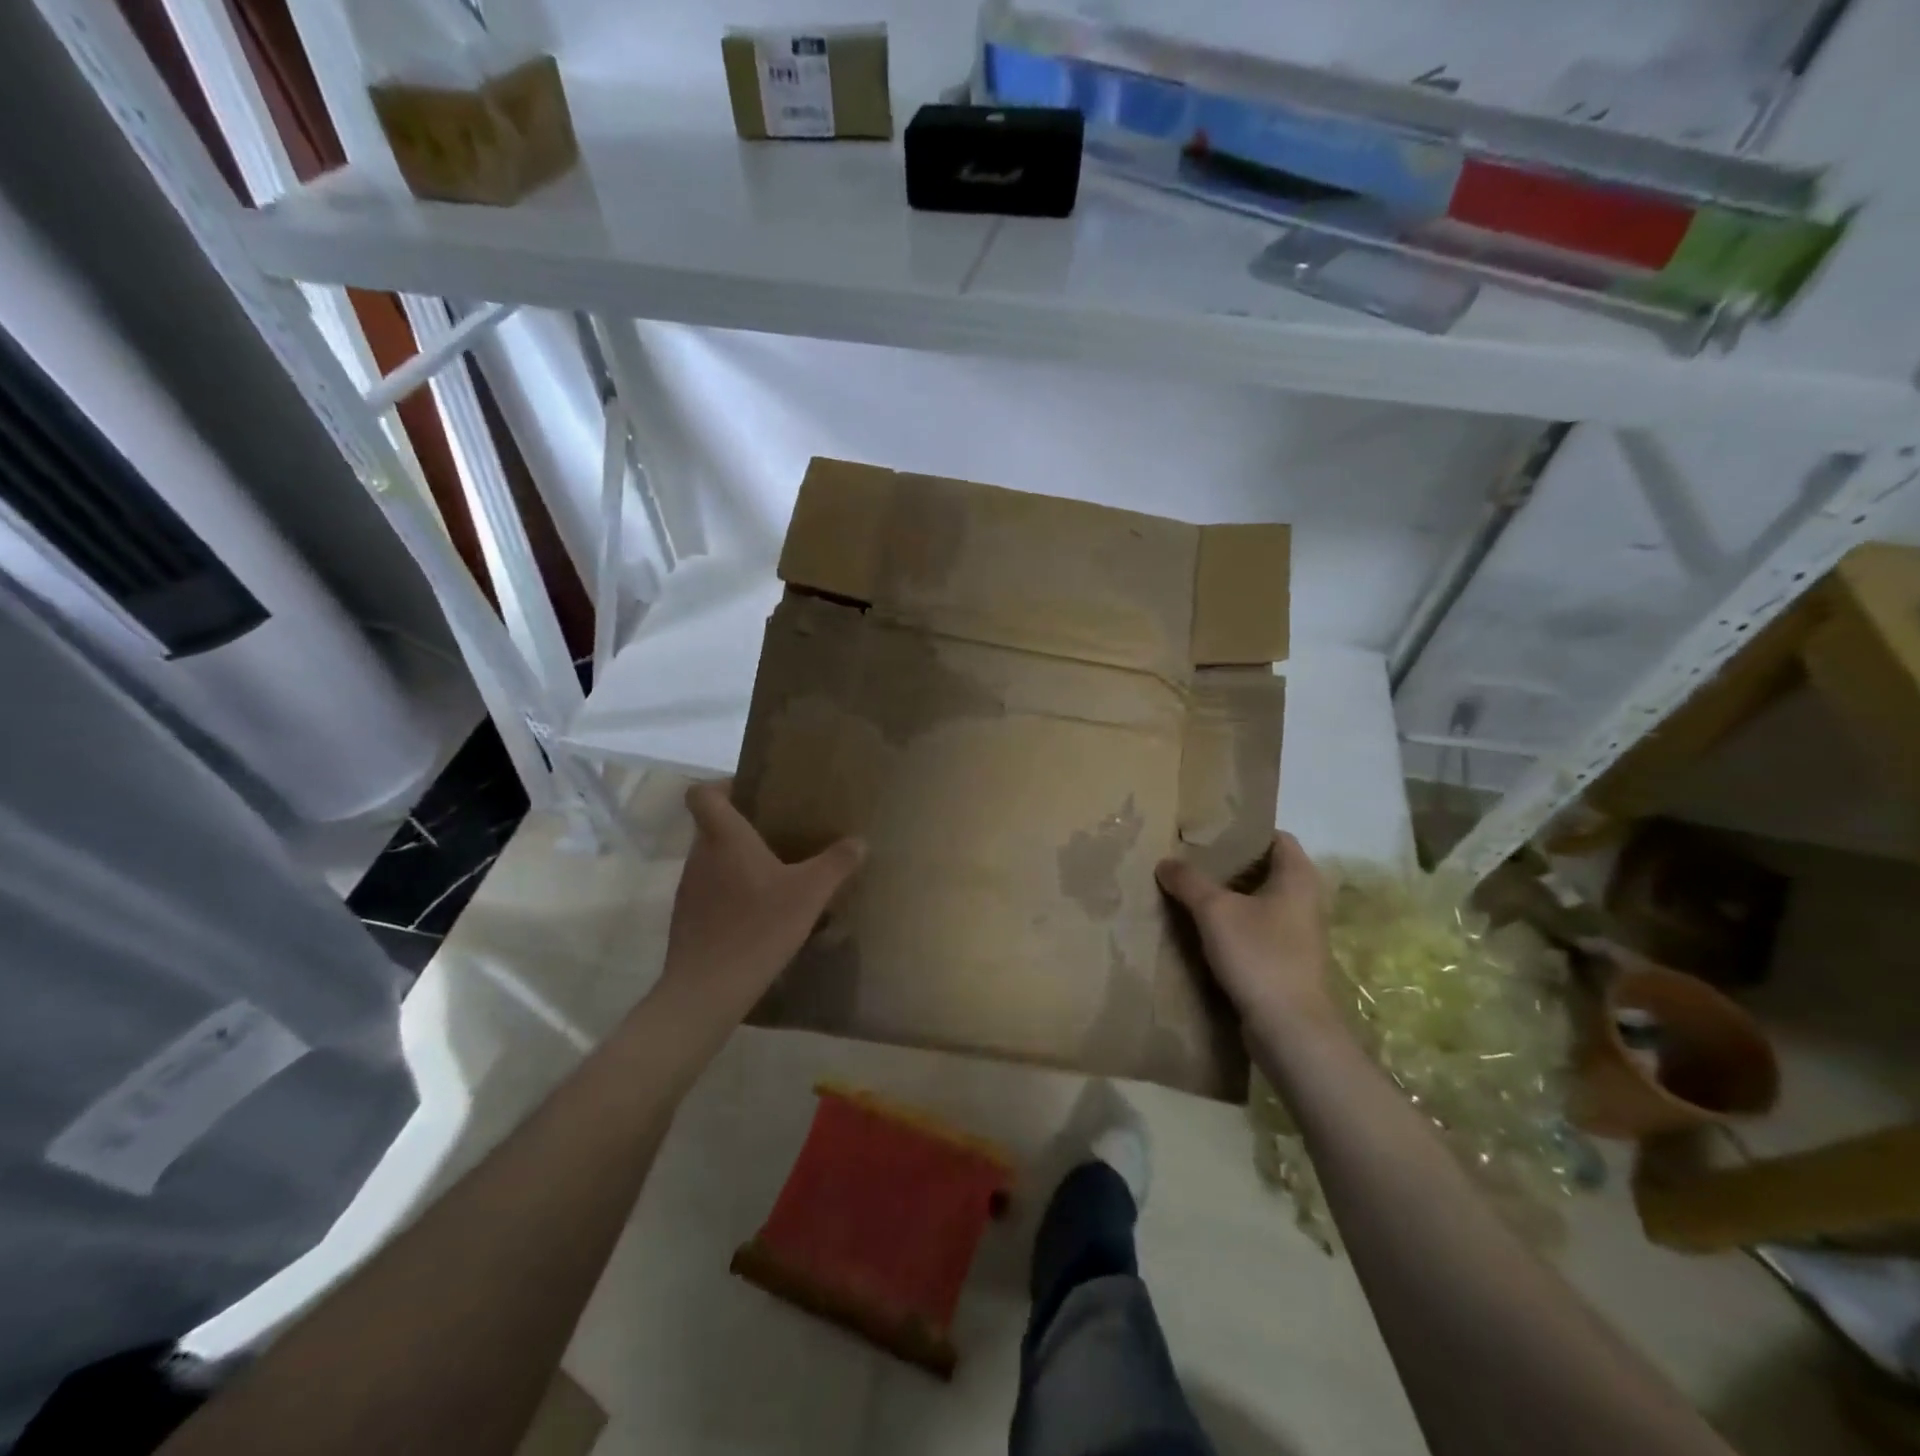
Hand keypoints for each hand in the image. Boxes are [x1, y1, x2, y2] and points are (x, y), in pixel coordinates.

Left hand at [657, 782, 865, 1023]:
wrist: (707, 990)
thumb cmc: (758, 927)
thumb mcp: (810, 893)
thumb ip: (836, 863)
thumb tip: (859, 841)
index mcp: (724, 838)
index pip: (702, 794)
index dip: (722, 786)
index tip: (752, 794)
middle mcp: (700, 857)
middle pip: (712, 827)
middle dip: (743, 827)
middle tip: (781, 835)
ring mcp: (689, 890)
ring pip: (713, 861)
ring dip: (738, 863)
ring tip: (776, 876)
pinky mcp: (687, 921)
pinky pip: (711, 892)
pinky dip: (732, 894)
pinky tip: (760, 915)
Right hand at [1155, 832, 1337, 1034]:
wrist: (1290, 1029)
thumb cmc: (1259, 955)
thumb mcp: (1214, 911)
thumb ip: (1188, 881)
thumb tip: (1166, 862)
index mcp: (1298, 877)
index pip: (1275, 837)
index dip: (1244, 831)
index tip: (1209, 832)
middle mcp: (1305, 900)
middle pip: (1265, 869)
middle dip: (1230, 864)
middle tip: (1191, 859)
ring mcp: (1299, 933)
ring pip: (1260, 901)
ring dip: (1229, 897)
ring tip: (1190, 891)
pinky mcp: (1288, 961)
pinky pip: (1258, 929)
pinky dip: (1234, 924)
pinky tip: (1204, 929)